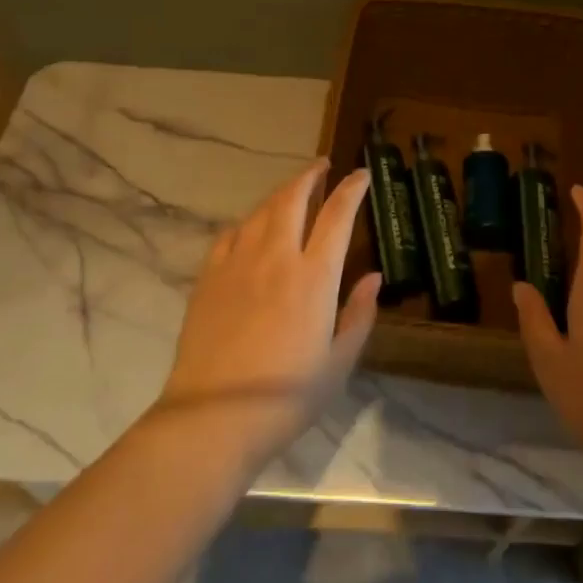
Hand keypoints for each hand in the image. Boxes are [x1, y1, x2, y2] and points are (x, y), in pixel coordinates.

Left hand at [156, 161, 380, 460]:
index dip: (351, 189)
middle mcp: (276, 257)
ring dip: (281, 193)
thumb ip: (359, 314)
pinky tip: (251, 227)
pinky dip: (248, 222)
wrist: (213, 416)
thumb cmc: (287, 396)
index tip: (361, 174)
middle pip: (293, 198)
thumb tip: (373, 277)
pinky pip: (231, 234)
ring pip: (261, 211)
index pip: (337, 215)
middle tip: (323, 166)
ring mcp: (238, 264)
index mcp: (314, 277)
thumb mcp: (338, 362)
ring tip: (293, 190)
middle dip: (310, 175)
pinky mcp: (209, 277)